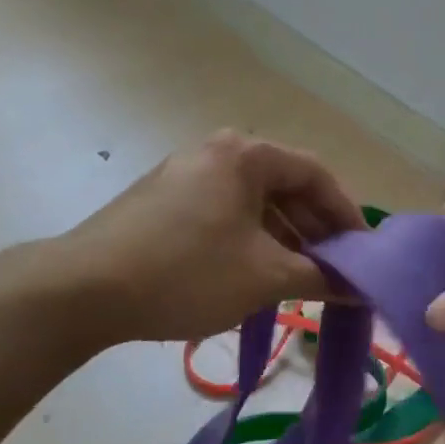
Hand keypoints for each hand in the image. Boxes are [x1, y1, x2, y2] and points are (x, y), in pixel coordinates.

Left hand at [62, 131, 364, 343]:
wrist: (82, 290)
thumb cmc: (187, 272)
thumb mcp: (265, 276)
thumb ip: (322, 278)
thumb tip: (363, 289)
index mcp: (245, 154)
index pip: (316, 175)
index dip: (346, 215)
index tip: (362, 254)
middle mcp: (216, 153)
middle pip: (285, 187)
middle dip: (315, 231)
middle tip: (335, 271)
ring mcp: (184, 175)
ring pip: (254, 204)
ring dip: (284, 240)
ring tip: (300, 280)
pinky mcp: (162, 202)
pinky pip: (224, 214)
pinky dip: (250, 241)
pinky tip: (255, 276)